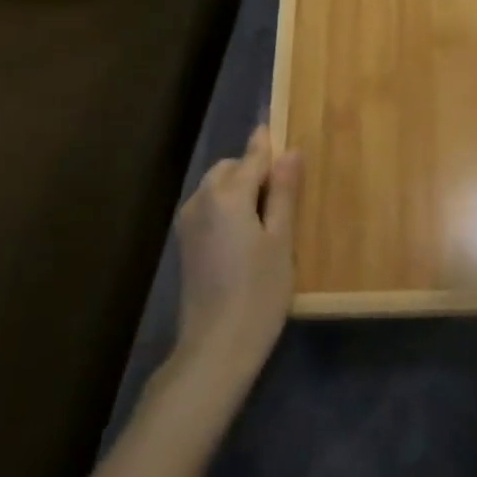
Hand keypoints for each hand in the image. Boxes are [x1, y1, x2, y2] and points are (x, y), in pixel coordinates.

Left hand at [173, 125, 300, 386]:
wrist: (215, 348)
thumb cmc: (259, 292)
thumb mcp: (281, 240)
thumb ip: (284, 193)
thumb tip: (290, 151)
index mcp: (227, 195)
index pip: (252, 157)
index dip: (268, 144)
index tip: (279, 128)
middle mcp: (201, 200)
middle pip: (230, 169)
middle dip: (254, 171)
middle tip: (285, 193)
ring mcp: (189, 223)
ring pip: (217, 188)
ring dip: (240, 189)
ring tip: (268, 217)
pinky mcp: (186, 244)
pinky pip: (209, 208)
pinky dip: (228, 208)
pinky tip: (247, 235)